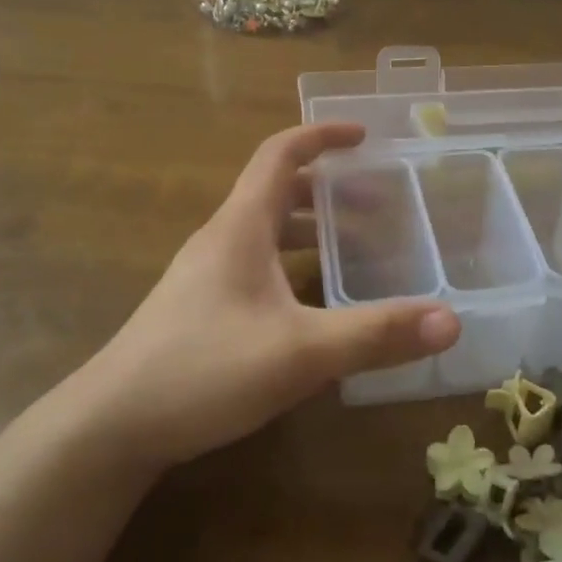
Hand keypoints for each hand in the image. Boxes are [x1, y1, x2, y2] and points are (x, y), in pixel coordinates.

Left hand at [78, 122, 459, 467]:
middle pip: (275, 190)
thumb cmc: (203, 370)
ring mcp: (205, 274)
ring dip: (308, 227)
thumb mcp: (300, 353)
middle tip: (376, 201)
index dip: (320, 135)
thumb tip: (451, 320)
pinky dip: (289, 262)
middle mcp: (221, 239)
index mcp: (240, 226)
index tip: (363, 135)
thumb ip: (375, 335)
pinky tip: (309, 302)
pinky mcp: (198, 307)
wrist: (110, 426)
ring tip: (353, 246)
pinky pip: (253, 263)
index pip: (280, 154)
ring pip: (264, 230)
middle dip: (326, 187)